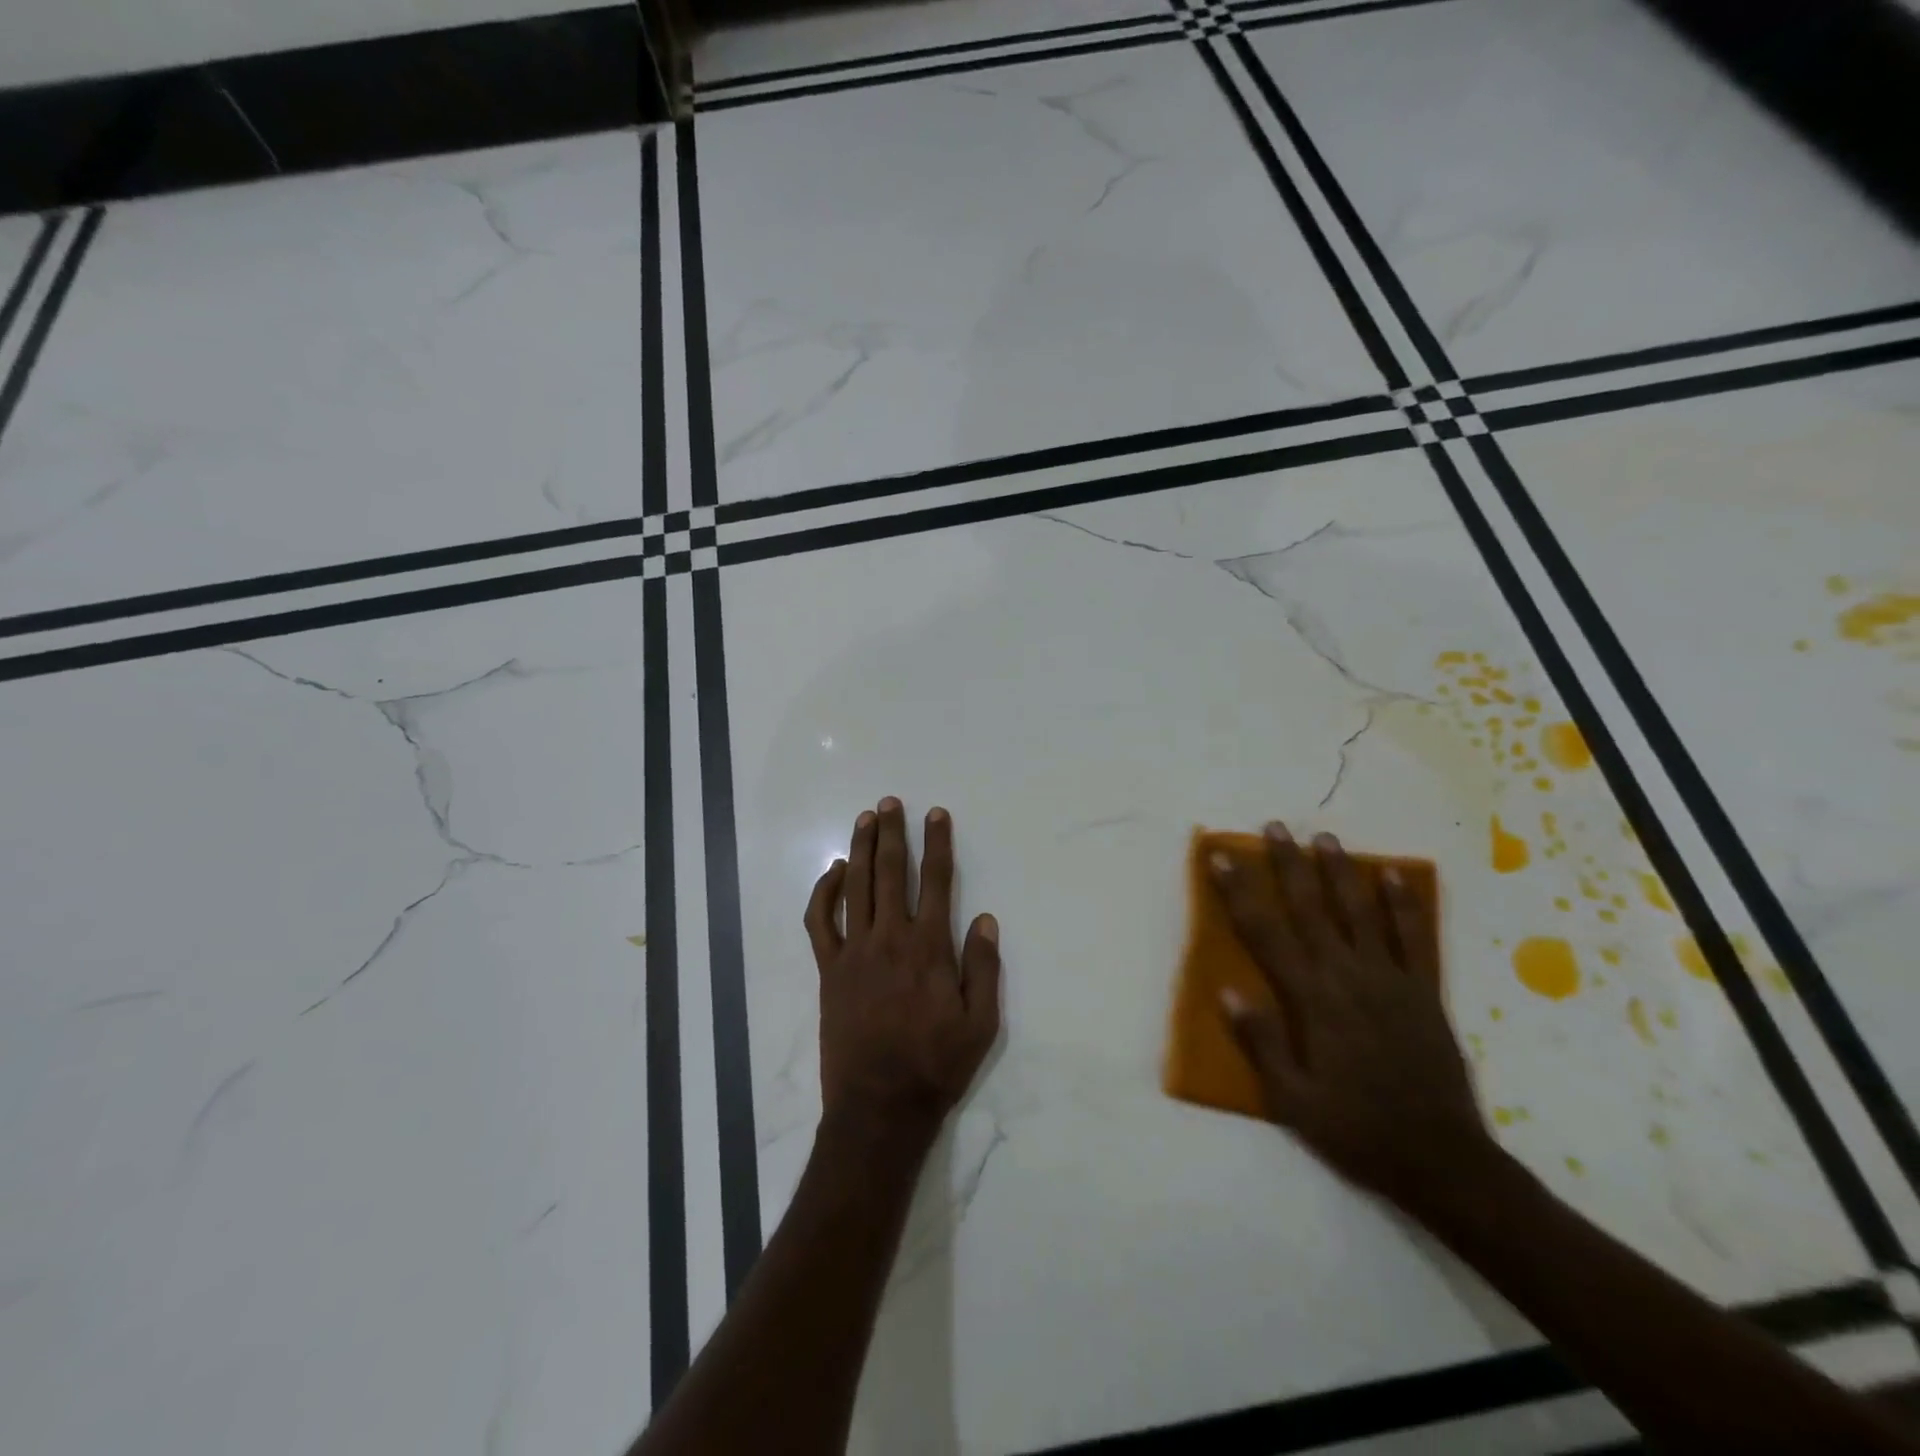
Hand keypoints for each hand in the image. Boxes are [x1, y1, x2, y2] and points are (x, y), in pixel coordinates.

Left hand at [804, 798, 1002, 1141]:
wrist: (880, 1106)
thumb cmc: (936, 1065)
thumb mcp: (981, 1024)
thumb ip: (984, 968)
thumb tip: (985, 919)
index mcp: (929, 948)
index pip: (937, 881)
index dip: (937, 843)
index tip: (936, 815)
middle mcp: (890, 939)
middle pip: (890, 872)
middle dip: (892, 833)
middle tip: (891, 803)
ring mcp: (854, 952)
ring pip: (855, 887)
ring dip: (860, 849)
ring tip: (865, 820)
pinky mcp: (829, 970)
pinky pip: (820, 922)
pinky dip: (824, 892)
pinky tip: (834, 872)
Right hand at [1212, 822, 1499, 1218]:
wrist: (1443, 1161)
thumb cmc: (1356, 1129)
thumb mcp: (1294, 1100)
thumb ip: (1262, 1043)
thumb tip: (1227, 991)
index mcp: (1313, 1000)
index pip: (1266, 933)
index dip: (1240, 892)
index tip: (1222, 858)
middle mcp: (1348, 977)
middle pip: (1311, 908)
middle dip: (1288, 865)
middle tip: (1274, 827)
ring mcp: (1391, 980)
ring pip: (1360, 912)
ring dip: (1340, 872)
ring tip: (1324, 838)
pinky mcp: (1424, 991)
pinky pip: (1413, 937)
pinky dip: (1403, 903)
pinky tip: (1391, 875)